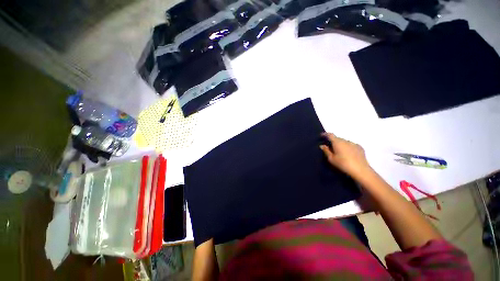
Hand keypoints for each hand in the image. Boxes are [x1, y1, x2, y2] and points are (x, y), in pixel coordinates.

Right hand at [319, 133, 371, 179]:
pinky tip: (348, 154)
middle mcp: (346, 141)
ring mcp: (354, 144)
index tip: (321, 135)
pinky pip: (351, 145)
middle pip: (337, 138)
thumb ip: (326, 151)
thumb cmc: (343, 164)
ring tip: (339, 151)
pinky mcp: (360, 148)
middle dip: (333, 141)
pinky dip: (348, 147)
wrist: (360, 170)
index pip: (330, 135)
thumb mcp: (331, 159)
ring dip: (341, 145)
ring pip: (344, 142)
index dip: (325, 134)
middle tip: (330, 147)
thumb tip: (322, 145)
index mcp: (337, 142)